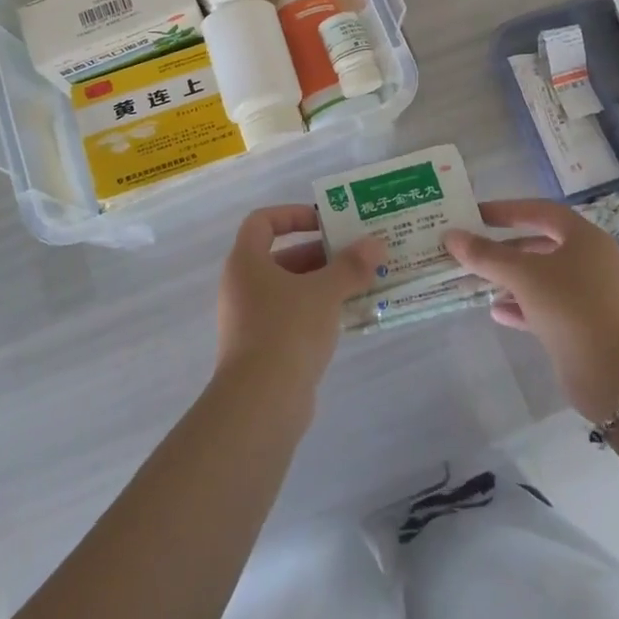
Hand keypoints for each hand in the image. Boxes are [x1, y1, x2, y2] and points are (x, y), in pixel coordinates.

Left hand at [215, 205, 385, 409]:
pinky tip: (348, 317)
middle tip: (356, 254)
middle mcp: (242, 286)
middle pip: (281, 256)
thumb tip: (376, 243)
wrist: (261, 403)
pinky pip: (292, 318)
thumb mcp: (324, 292)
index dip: (293, 215)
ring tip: (361, 284)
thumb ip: (350, 265)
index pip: (263, 222)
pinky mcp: (263, 349)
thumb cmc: (287, 330)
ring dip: (323, 284)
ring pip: (289, 290)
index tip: (325, 221)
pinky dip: (317, 312)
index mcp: (246, 262)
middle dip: (319, 253)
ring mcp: (250, 320)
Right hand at [445, 200, 618, 422]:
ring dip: (512, 279)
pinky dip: (523, 306)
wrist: (617, 375)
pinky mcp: (587, 326)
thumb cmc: (571, 307)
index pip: (542, 211)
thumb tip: (451, 236)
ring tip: (479, 281)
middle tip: (474, 249)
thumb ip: (486, 255)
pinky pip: (549, 307)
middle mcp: (593, 262)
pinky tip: (497, 311)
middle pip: (543, 245)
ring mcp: (592, 296)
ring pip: (544, 278)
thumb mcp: (523, 275)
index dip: (508, 210)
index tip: (477, 215)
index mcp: (586, 239)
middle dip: (507, 248)